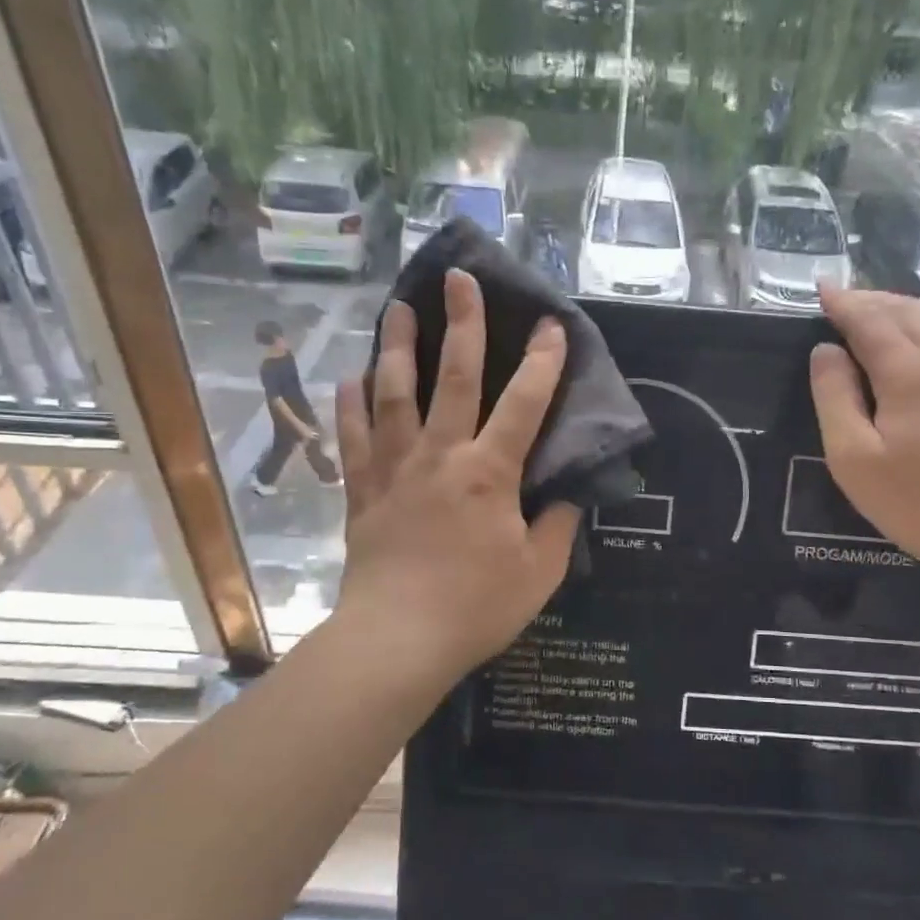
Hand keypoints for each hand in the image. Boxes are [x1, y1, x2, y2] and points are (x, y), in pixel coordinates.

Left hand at [333, 268, 578, 677]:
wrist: (397, 641)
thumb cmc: (476, 607)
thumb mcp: (539, 572)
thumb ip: (558, 525)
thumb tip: (568, 492)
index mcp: (488, 473)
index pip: (523, 404)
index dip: (542, 362)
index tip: (551, 325)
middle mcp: (440, 456)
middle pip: (452, 377)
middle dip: (460, 324)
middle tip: (458, 278)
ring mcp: (395, 469)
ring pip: (393, 395)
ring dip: (398, 347)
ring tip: (397, 308)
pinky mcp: (363, 492)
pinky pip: (354, 438)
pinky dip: (350, 404)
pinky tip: (351, 377)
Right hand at [809, 285, 919, 585]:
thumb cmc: (919, 501)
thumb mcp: (853, 458)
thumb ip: (834, 398)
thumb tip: (826, 351)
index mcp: (908, 371)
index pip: (869, 320)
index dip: (843, 302)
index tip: (821, 289)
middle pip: (905, 310)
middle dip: (871, 299)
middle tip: (843, 299)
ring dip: (906, 303)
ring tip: (881, 304)